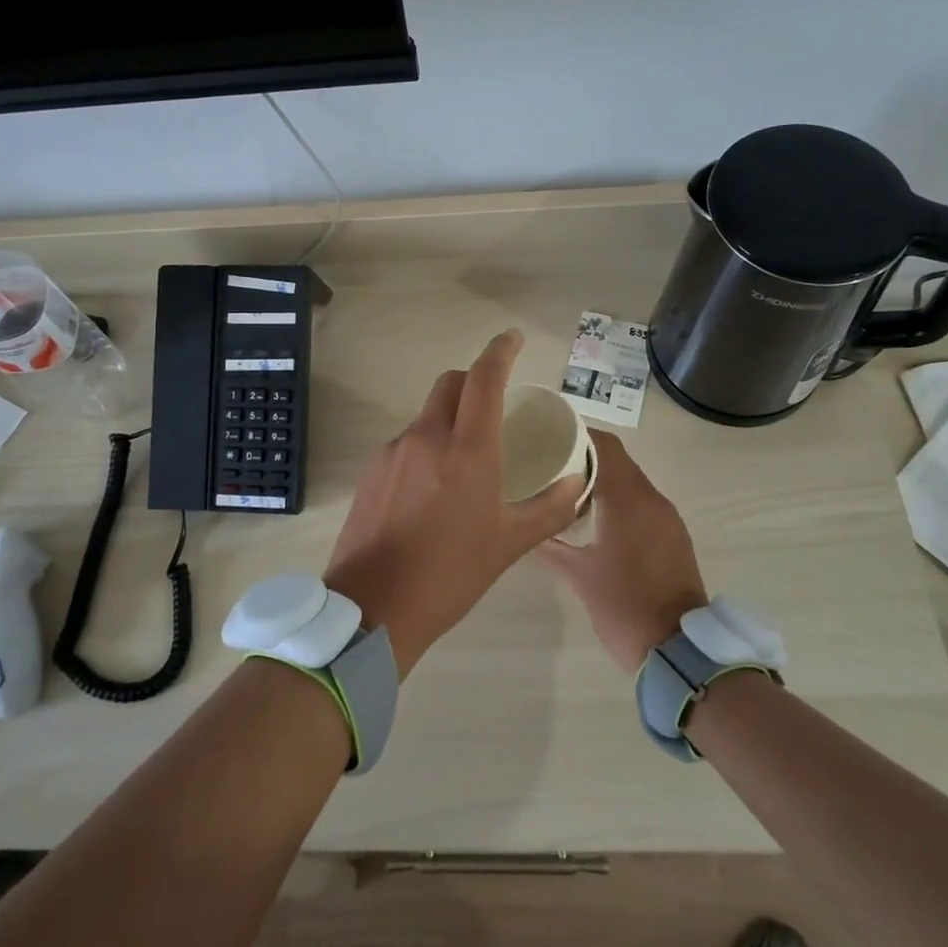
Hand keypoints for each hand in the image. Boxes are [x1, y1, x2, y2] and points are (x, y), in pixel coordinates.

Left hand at [325, 329, 584, 675]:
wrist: (373, 607)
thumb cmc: (450, 574)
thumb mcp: (509, 544)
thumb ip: (549, 508)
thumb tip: (575, 482)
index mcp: (467, 450)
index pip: (484, 380)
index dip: (500, 351)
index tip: (513, 340)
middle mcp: (426, 438)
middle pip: (450, 385)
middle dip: (475, 381)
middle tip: (496, 403)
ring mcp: (393, 452)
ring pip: (427, 415)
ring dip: (450, 419)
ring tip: (467, 460)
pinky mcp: (372, 471)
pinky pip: (407, 442)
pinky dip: (427, 446)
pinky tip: (433, 488)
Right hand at [538, 430, 708, 670]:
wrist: (677, 649)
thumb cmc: (623, 606)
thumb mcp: (577, 575)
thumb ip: (549, 546)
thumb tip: (526, 527)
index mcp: (628, 500)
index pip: (604, 446)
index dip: (577, 434)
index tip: (547, 435)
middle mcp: (652, 500)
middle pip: (617, 460)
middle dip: (585, 456)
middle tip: (549, 461)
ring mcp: (667, 518)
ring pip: (631, 481)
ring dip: (603, 478)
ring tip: (566, 487)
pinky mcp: (673, 535)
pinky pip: (642, 503)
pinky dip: (619, 499)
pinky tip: (595, 516)